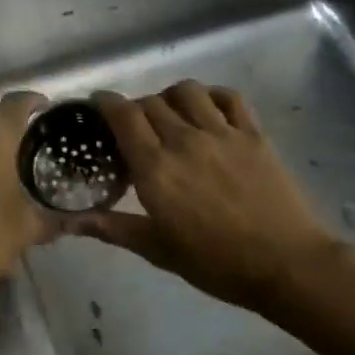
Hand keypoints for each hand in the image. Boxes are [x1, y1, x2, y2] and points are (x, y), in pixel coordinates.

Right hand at [70, 82, 350, 313]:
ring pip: (188, 91)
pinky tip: (208, 109)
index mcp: (156, 168)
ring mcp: (223, 133)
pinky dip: (212, 95)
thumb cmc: (215, 263)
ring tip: (170, 114)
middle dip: (135, 107)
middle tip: (133, 127)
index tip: (97, 105)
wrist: (284, 263)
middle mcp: (185, 140)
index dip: (106, 103)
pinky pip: (229, 97)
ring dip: (170, 96)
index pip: (124, 116)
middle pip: (151, 102)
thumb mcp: (157, 249)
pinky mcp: (254, 134)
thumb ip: (112, 228)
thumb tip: (69, 222)